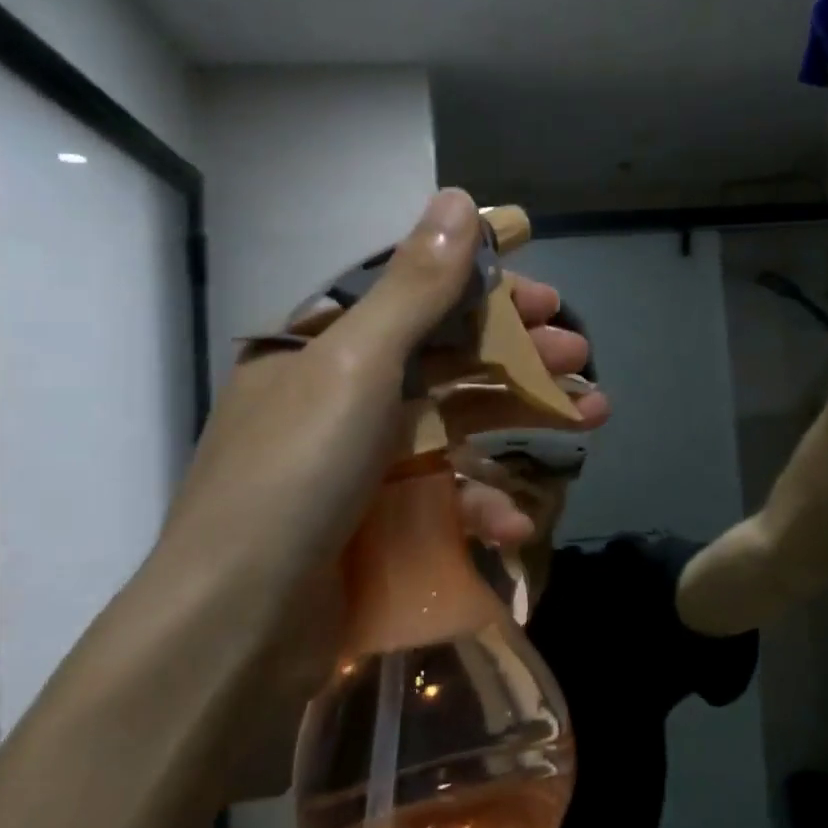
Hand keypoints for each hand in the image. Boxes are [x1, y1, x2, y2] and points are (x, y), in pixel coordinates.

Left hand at [139, 189, 607, 799]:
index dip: (484, 290)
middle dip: (518, 354)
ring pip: (457, 426)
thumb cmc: (296, 475)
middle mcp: (339, 398)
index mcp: (321, 350)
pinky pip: (443, 498)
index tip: (545, 293)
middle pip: (445, 360)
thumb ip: (413, 287)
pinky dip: (482, 505)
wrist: (237, 628)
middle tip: (579, 355)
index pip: (414, 298)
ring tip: (590, 416)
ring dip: (522, 421)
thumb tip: (459, 199)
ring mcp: (359, 465)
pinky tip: (515, 522)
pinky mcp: (377, 524)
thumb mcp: (357, 366)